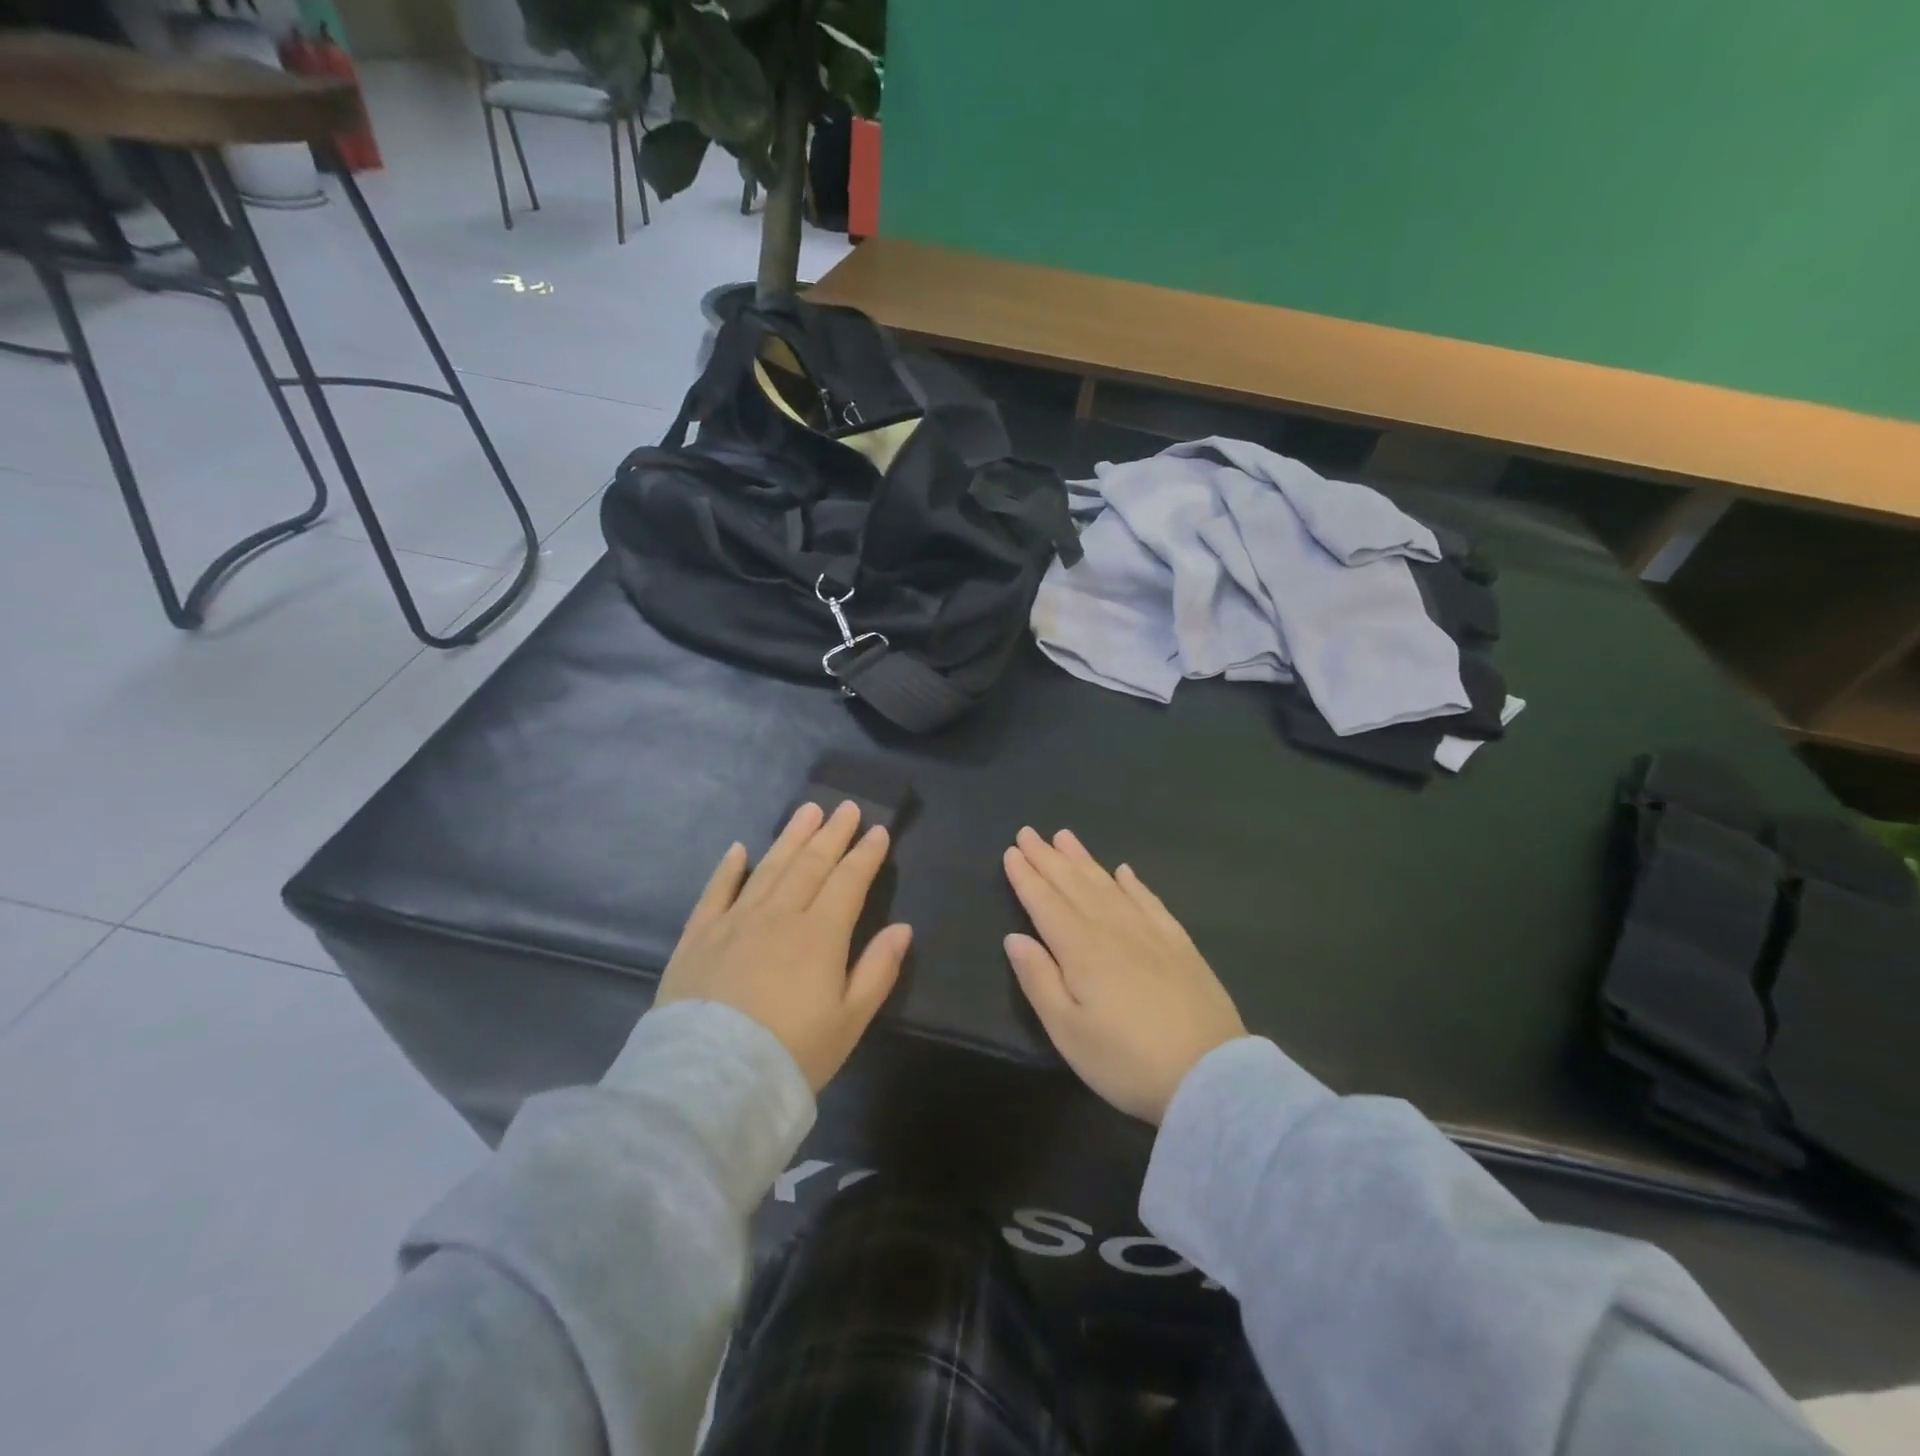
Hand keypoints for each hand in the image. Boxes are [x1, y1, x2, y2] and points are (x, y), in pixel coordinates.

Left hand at [656, 801, 910, 1091]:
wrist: (711, 1081)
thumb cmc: (791, 1053)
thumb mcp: (850, 1021)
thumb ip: (878, 970)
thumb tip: (902, 928)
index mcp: (820, 934)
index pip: (848, 882)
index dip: (865, 855)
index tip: (878, 831)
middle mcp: (779, 915)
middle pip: (810, 865)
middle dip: (832, 834)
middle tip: (846, 807)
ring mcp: (735, 921)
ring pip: (769, 868)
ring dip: (790, 837)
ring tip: (807, 811)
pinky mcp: (699, 937)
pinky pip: (716, 891)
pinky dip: (729, 868)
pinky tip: (740, 849)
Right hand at [1003, 828, 1244, 1124]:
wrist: (1210, 1076)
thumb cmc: (1126, 1061)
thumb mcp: (1068, 1031)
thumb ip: (1038, 980)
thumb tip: (1014, 937)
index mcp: (1081, 949)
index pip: (1046, 903)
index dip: (1027, 877)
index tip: (1012, 850)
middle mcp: (1113, 929)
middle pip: (1075, 886)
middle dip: (1049, 858)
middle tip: (1029, 831)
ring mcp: (1150, 933)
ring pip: (1109, 886)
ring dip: (1084, 860)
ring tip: (1066, 837)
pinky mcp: (1180, 945)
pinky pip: (1150, 902)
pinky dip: (1134, 884)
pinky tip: (1124, 871)